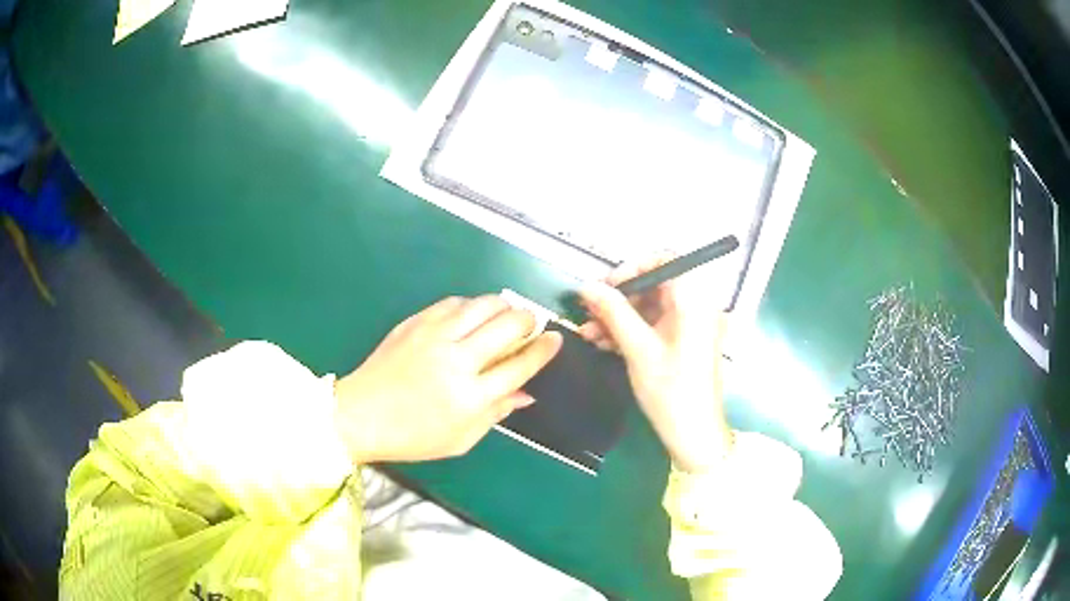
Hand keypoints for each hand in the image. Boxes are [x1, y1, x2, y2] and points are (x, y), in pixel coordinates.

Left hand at [333, 295, 562, 463]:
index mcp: (470, 397)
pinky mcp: (415, 322)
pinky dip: (471, 306)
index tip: (555, 339)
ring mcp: (433, 336)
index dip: (543, 350)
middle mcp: (456, 360)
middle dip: (528, 321)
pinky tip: (472, 316)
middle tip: (530, 326)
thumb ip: (496, 413)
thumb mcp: (461, 439)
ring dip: (503, 306)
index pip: (519, 366)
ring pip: (482, 305)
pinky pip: (454, 302)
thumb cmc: (413, 436)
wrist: (360, 414)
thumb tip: (526, 394)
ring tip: (506, 315)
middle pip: (507, 326)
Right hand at [578, 257, 731, 472]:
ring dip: (618, 316)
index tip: (608, 286)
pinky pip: (653, 325)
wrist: (694, 435)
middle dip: (619, 297)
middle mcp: (695, 306)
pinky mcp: (681, 342)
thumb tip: (585, 285)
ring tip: (587, 332)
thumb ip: (613, 312)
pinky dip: (629, 331)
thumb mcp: (638, 349)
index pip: (666, 260)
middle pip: (654, 284)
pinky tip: (602, 343)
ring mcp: (688, 325)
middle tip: (588, 311)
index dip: (634, 267)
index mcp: (694, 301)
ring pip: (649, 307)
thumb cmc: (671, 390)